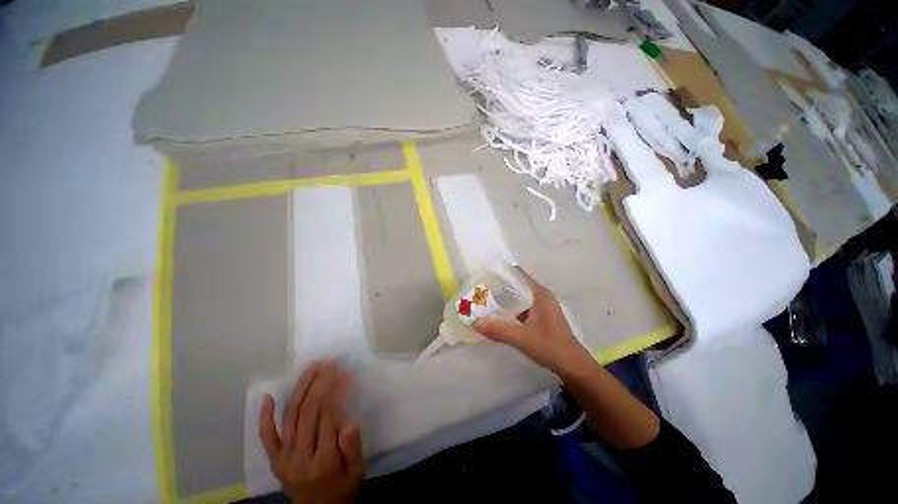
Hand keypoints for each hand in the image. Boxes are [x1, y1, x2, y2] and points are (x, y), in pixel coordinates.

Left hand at [259, 361, 363, 503]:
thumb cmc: (342, 490)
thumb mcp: (357, 472)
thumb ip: (354, 448)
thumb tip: (352, 420)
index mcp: (324, 461)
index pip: (329, 417)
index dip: (337, 391)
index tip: (346, 373)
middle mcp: (299, 457)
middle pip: (308, 412)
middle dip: (320, 383)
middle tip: (330, 364)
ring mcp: (283, 458)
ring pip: (289, 416)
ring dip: (300, 388)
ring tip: (312, 368)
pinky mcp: (274, 460)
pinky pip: (266, 437)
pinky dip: (265, 417)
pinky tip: (267, 396)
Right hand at [474, 268, 594, 377]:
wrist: (573, 367)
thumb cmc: (552, 347)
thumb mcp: (524, 338)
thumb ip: (500, 330)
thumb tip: (475, 322)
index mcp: (539, 294)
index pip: (518, 274)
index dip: (501, 271)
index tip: (483, 274)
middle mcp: (540, 296)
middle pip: (516, 284)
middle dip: (498, 286)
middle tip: (478, 289)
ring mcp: (540, 307)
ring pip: (518, 296)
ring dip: (503, 298)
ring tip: (483, 299)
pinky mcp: (539, 317)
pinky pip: (520, 307)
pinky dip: (509, 308)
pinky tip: (496, 314)